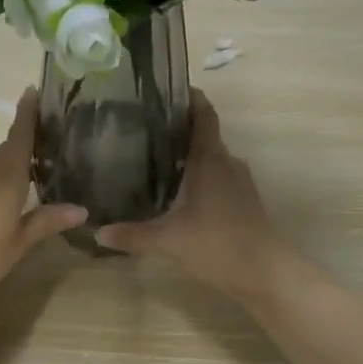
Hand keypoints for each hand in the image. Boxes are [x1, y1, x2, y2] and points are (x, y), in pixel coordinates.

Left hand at [0, 89, 85, 302]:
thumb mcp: (19, 242)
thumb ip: (47, 222)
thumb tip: (81, 209)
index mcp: (5, 178)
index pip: (19, 137)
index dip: (27, 114)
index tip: (34, 90)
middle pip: (9, 148)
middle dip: (27, 135)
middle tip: (53, 128)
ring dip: (16, 157)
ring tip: (41, 157)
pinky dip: (4, 175)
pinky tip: (16, 189)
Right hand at [94, 92, 283, 299]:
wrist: (265, 273)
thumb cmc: (217, 244)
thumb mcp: (168, 241)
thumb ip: (132, 235)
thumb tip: (97, 232)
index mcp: (210, 160)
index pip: (203, 115)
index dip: (189, 98)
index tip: (167, 90)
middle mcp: (227, 163)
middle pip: (204, 136)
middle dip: (178, 131)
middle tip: (144, 131)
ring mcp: (239, 183)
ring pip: (211, 160)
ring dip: (189, 158)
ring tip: (155, 161)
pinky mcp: (243, 202)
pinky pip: (217, 179)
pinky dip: (199, 179)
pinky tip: (178, 195)